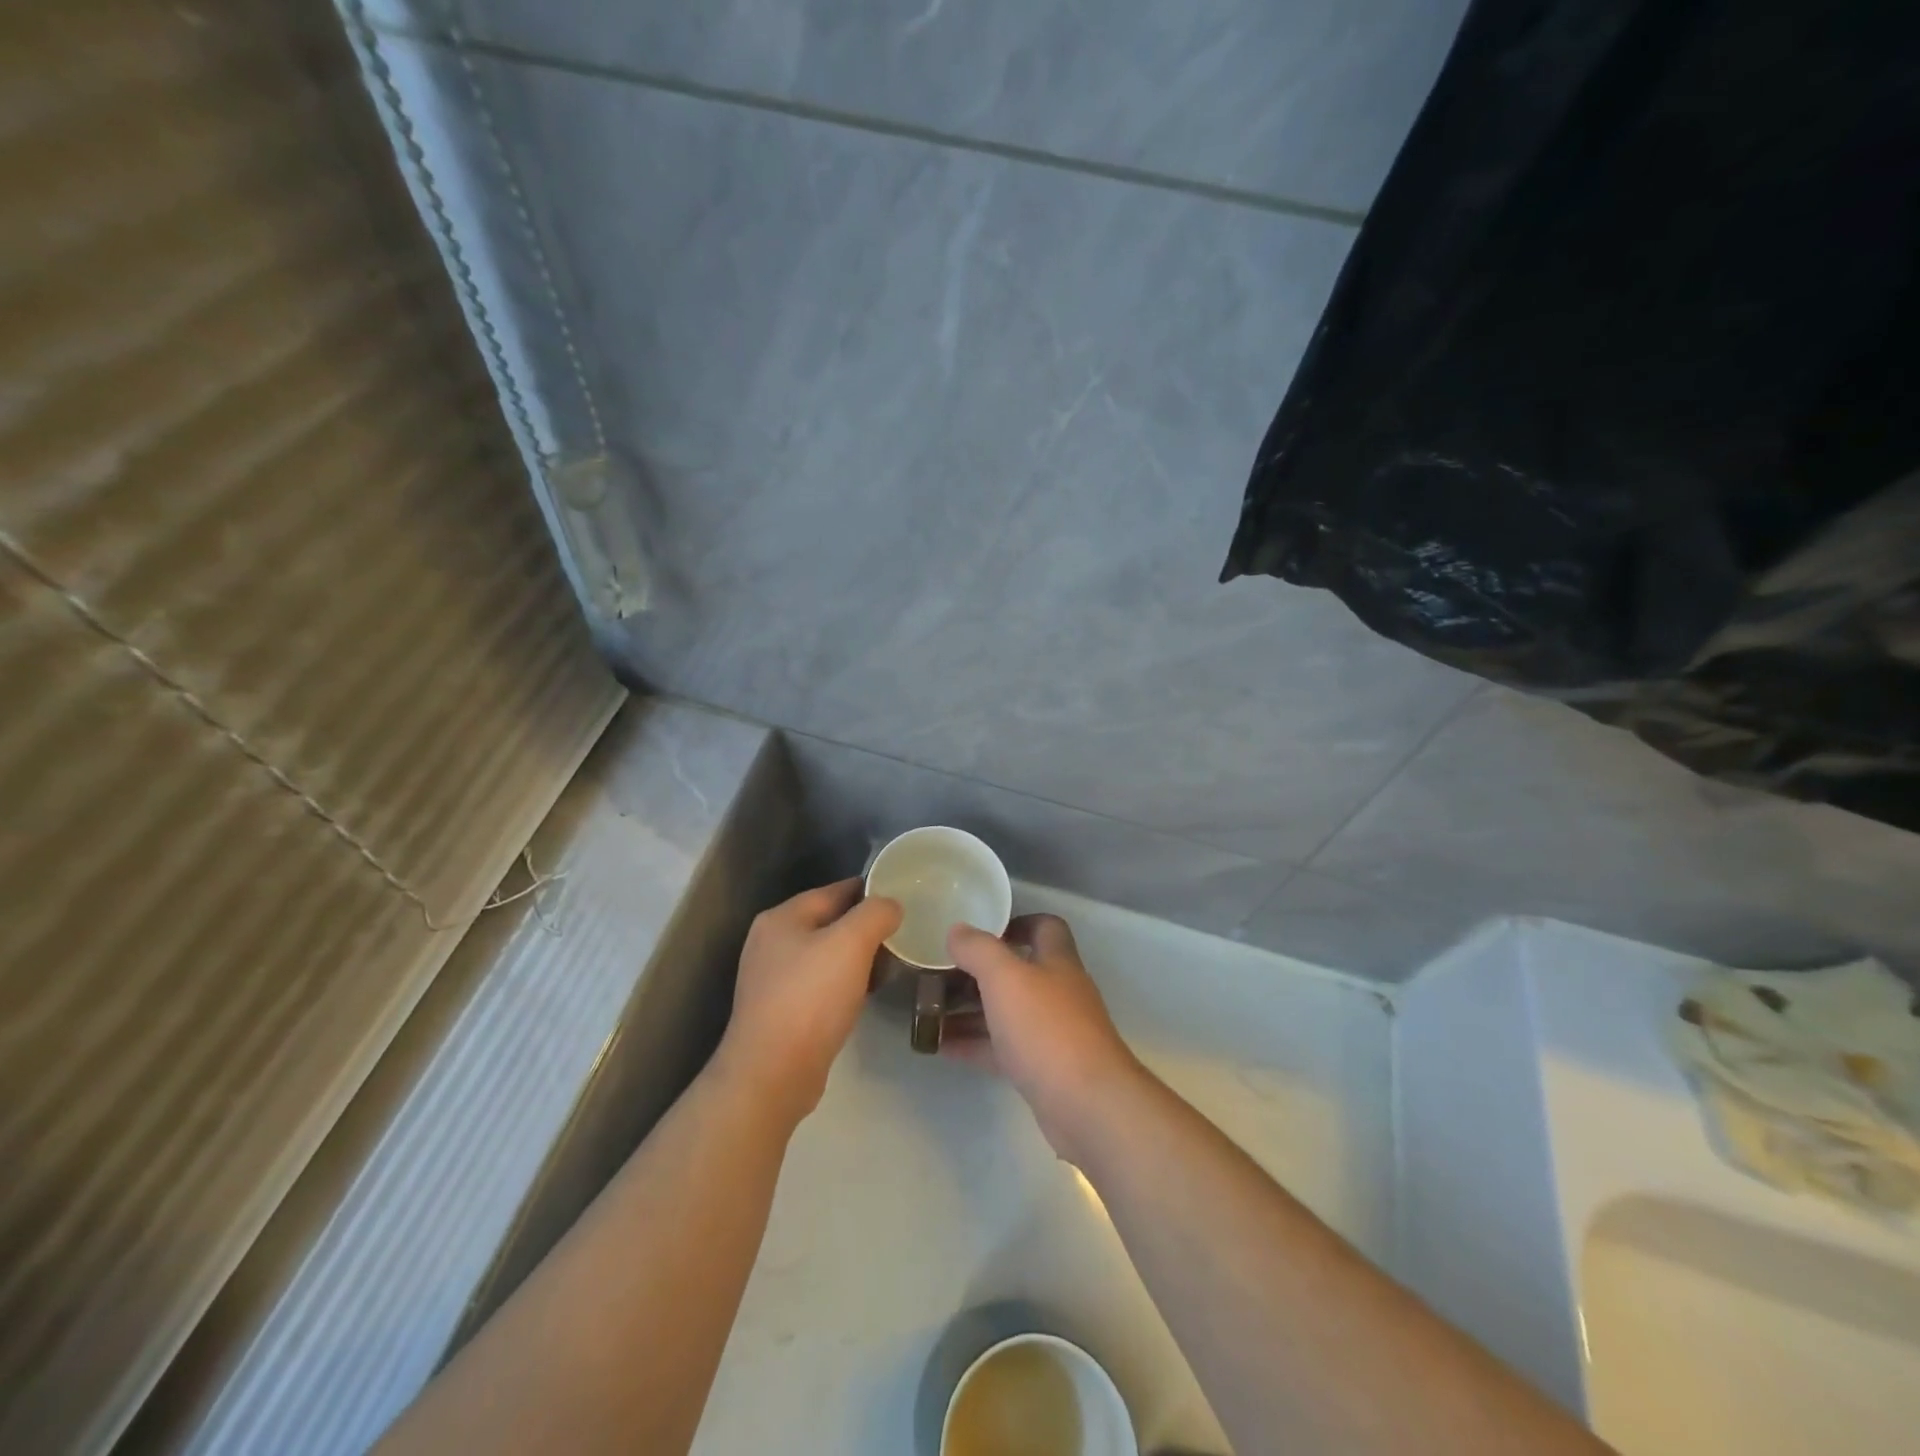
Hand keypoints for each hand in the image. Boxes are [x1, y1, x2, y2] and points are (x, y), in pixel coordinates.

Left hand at [714, 879, 901, 1124]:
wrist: (772, 1075)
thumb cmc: (811, 999)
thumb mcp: (851, 943)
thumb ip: (875, 913)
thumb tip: (891, 906)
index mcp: (782, 918)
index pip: (835, 891)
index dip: (871, 891)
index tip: (905, 899)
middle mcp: (772, 943)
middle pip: (831, 922)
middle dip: (867, 928)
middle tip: (903, 935)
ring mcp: (774, 979)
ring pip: (828, 955)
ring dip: (858, 958)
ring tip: (891, 965)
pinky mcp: (782, 1011)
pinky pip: (822, 985)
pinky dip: (846, 984)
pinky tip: (866, 994)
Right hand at [946, 915, 1146, 1160]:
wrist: (1087, 1106)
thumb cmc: (1047, 1029)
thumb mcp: (1006, 978)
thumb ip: (979, 950)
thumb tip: (957, 930)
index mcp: (1057, 962)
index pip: (1045, 927)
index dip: (1016, 923)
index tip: (980, 931)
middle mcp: (1058, 993)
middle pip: (1020, 972)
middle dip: (980, 972)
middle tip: (941, 974)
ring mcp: (1053, 1034)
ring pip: (1007, 1013)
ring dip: (972, 1011)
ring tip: (931, 1011)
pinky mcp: (1044, 1071)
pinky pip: (1003, 1050)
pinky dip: (975, 1045)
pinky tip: (943, 1047)